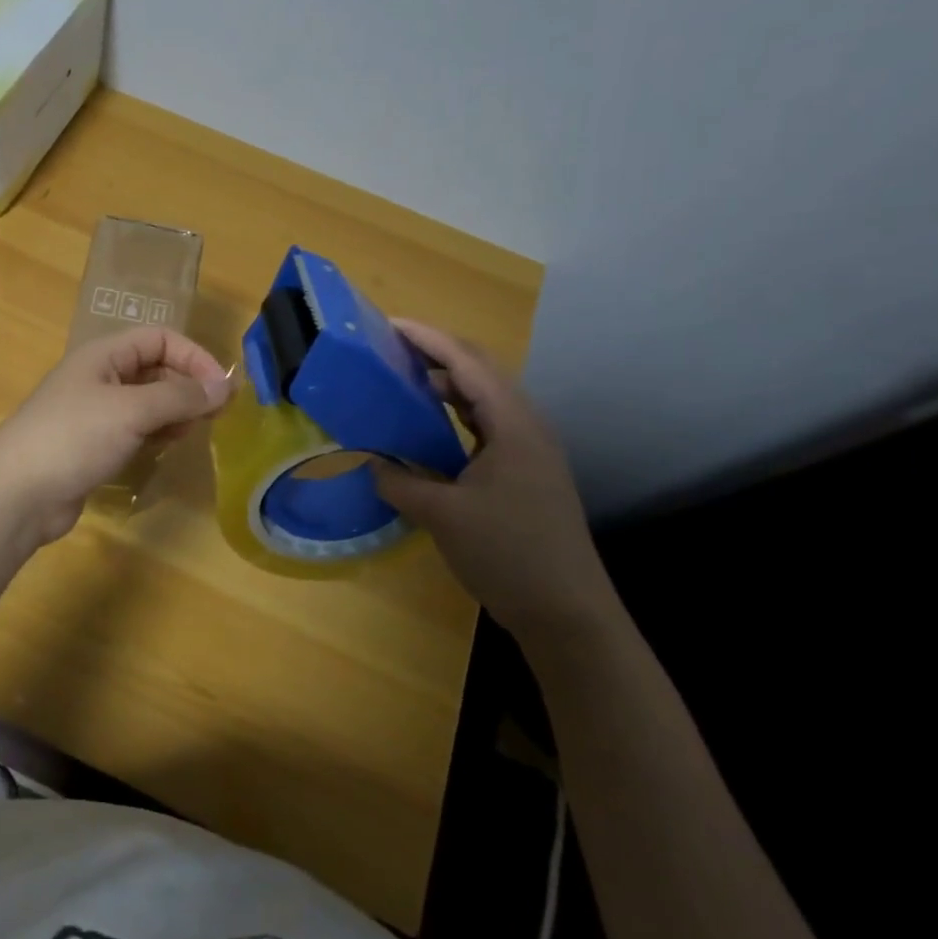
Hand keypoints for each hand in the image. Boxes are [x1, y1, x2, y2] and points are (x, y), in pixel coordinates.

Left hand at [0, 327, 233, 546]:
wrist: (18, 494)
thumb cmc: (74, 437)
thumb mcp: (132, 410)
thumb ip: (180, 396)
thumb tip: (224, 386)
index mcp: (103, 355)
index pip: (159, 338)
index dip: (193, 356)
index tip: (221, 387)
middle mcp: (99, 377)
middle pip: (154, 369)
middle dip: (186, 386)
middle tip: (216, 414)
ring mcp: (94, 413)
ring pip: (146, 402)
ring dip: (173, 411)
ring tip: (192, 431)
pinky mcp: (92, 445)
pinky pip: (133, 429)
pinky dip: (154, 434)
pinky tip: (165, 448)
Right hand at [372, 319, 616, 640]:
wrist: (568, 615)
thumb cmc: (509, 554)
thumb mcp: (442, 516)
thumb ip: (399, 482)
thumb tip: (369, 462)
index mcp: (513, 425)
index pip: (467, 363)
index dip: (427, 338)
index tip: (388, 324)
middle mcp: (526, 427)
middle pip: (480, 371)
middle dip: (435, 352)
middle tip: (389, 347)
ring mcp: (529, 450)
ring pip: (483, 398)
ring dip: (445, 382)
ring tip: (402, 378)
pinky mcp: (524, 472)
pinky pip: (485, 425)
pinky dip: (454, 414)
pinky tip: (429, 426)